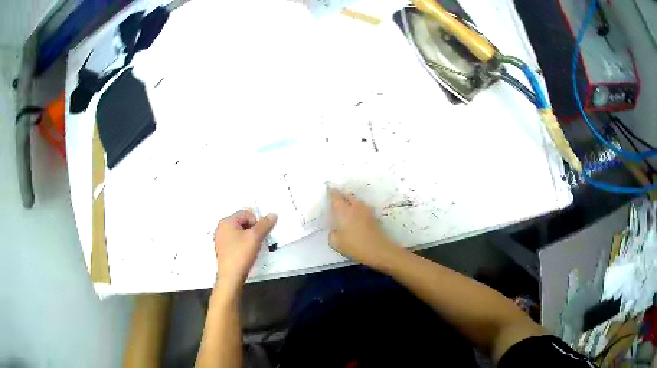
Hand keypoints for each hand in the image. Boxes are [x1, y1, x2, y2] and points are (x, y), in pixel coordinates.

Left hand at [214, 209, 276, 289]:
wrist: (231, 276)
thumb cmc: (241, 254)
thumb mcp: (255, 237)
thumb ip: (265, 224)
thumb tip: (273, 214)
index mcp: (226, 221)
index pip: (246, 213)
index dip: (256, 222)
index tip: (258, 235)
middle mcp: (221, 228)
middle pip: (242, 222)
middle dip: (252, 230)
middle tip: (256, 241)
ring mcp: (220, 239)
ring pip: (239, 232)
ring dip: (248, 238)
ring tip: (251, 248)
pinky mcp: (223, 249)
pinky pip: (235, 241)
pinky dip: (242, 245)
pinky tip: (245, 253)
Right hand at [328, 188, 400, 269]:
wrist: (378, 249)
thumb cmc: (354, 245)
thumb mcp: (336, 242)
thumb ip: (332, 233)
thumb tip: (335, 229)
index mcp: (343, 210)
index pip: (335, 195)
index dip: (331, 192)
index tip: (328, 190)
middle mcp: (355, 206)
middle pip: (347, 195)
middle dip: (342, 195)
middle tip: (336, 201)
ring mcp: (366, 210)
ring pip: (356, 201)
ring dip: (351, 202)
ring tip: (346, 210)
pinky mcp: (373, 216)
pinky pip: (362, 208)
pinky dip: (358, 210)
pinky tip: (356, 218)